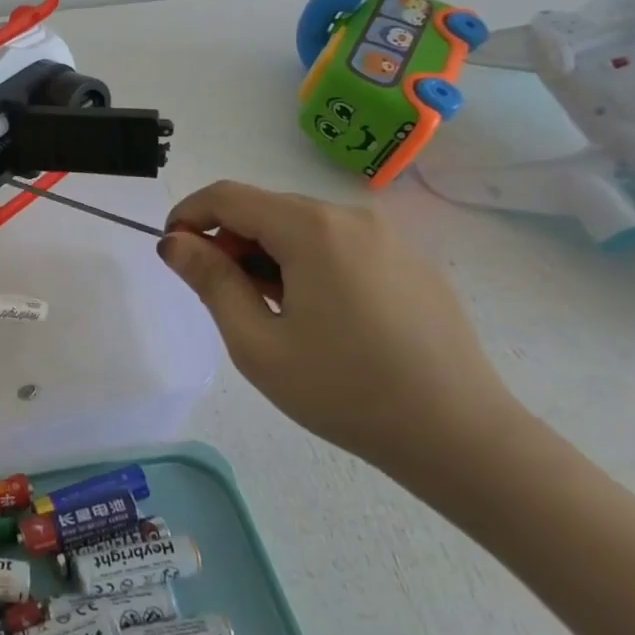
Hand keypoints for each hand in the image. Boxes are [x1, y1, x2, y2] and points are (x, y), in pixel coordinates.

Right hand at [159, 181, 522, 482]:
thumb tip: (173, 242)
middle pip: (266, 208)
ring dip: (269, 252)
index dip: (188, 215)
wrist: (462, 438)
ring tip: (270, 309)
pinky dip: (309, 261)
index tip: (172, 252)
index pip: (228, 196)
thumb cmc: (345, 391)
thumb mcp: (258, 343)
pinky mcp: (411, 260)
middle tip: (220, 293)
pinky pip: (340, 243)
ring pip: (303, 226)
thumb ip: (211, 281)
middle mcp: (350, 216)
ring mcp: (388, 236)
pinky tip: (319, 314)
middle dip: (229, 239)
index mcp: (311, 228)